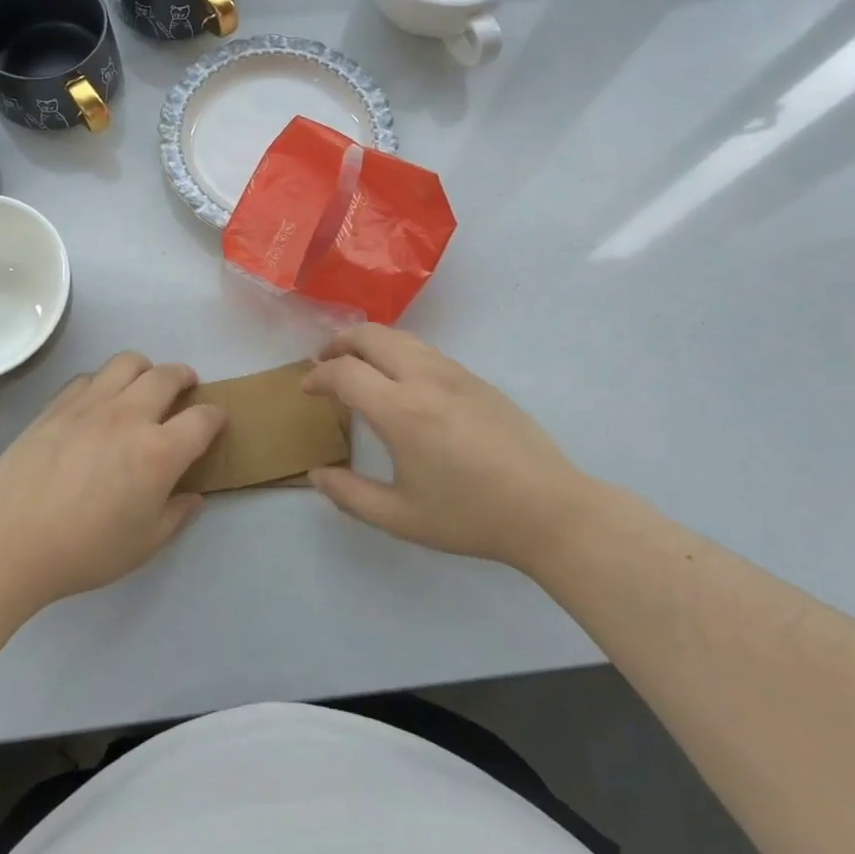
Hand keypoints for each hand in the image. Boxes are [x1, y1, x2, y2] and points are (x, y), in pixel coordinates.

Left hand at [0, 353, 226, 606]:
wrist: (11, 541)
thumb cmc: (85, 550)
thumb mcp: (144, 545)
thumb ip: (176, 516)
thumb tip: (193, 497)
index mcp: (159, 452)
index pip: (203, 419)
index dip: (216, 416)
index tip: (216, 421)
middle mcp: (130, 416)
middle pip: (167, 375)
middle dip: (184, 376)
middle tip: (186, 388)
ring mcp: (91, 405)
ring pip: (127, 362)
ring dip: (145, 368)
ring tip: (142, 385)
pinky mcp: (57, 405)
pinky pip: (88, 377)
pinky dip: (103, 382)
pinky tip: (98, 402)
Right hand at [303, 326, 590, 569]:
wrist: (548, 509)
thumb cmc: (470, 516)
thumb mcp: (402, 518)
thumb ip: (351, 495)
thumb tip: (316, 475)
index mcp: (401, 411)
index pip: (345, 373)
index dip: (318, 377)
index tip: (306, 389)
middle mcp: (424, 379)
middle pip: (371, 336)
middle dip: (339, 343)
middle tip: (324, 363)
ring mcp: (454, 373)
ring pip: (401, 336)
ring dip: (370, 343)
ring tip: (358, 364)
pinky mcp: (476, 378)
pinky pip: (426, 350)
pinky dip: (398, 351)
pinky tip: (401, 380)